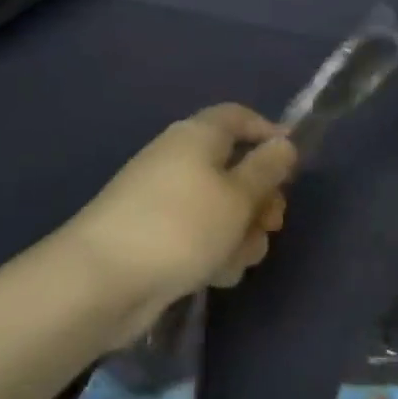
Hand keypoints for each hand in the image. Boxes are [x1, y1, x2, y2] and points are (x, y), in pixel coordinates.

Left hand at [64, 105, 296, 342]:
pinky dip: (214, 253)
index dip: (268, 133)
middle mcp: (180, 161)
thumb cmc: (182, 226)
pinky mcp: (157, 238)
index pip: (238, 117)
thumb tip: (283, 143)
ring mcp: (166, 201)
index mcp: (198, 137)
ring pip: (222, 210)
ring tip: (237, 259)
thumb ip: (267, 169)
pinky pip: (199, 237)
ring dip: (241, 234)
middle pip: (235, 169)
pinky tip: (215, 276)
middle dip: (260, 199)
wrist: (104, 281)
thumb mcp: (238, 195)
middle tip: (271, 224)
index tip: (293, 163)